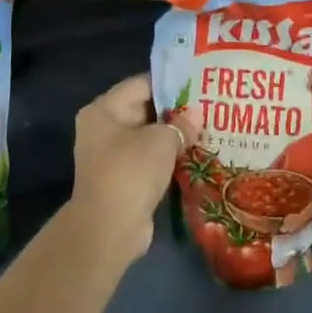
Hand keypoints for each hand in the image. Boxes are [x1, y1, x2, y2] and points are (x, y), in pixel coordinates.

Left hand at [69, 74, 196, 261]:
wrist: (109, 229)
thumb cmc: (131, 172)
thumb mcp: (161, 140)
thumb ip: (180, 124)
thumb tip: (194, 119)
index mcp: (104, 110)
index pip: (142, 84)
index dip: (171, 84)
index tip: (199, 84)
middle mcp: (103, 129)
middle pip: (145, 110)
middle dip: (176, 111)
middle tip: (208, 107)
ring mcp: (112, 156)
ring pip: (149, 137)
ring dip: (174, 136)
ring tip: (207, 129)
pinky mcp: (123, 179)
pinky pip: (149, 159)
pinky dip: (168, 157)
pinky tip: (194, 155)